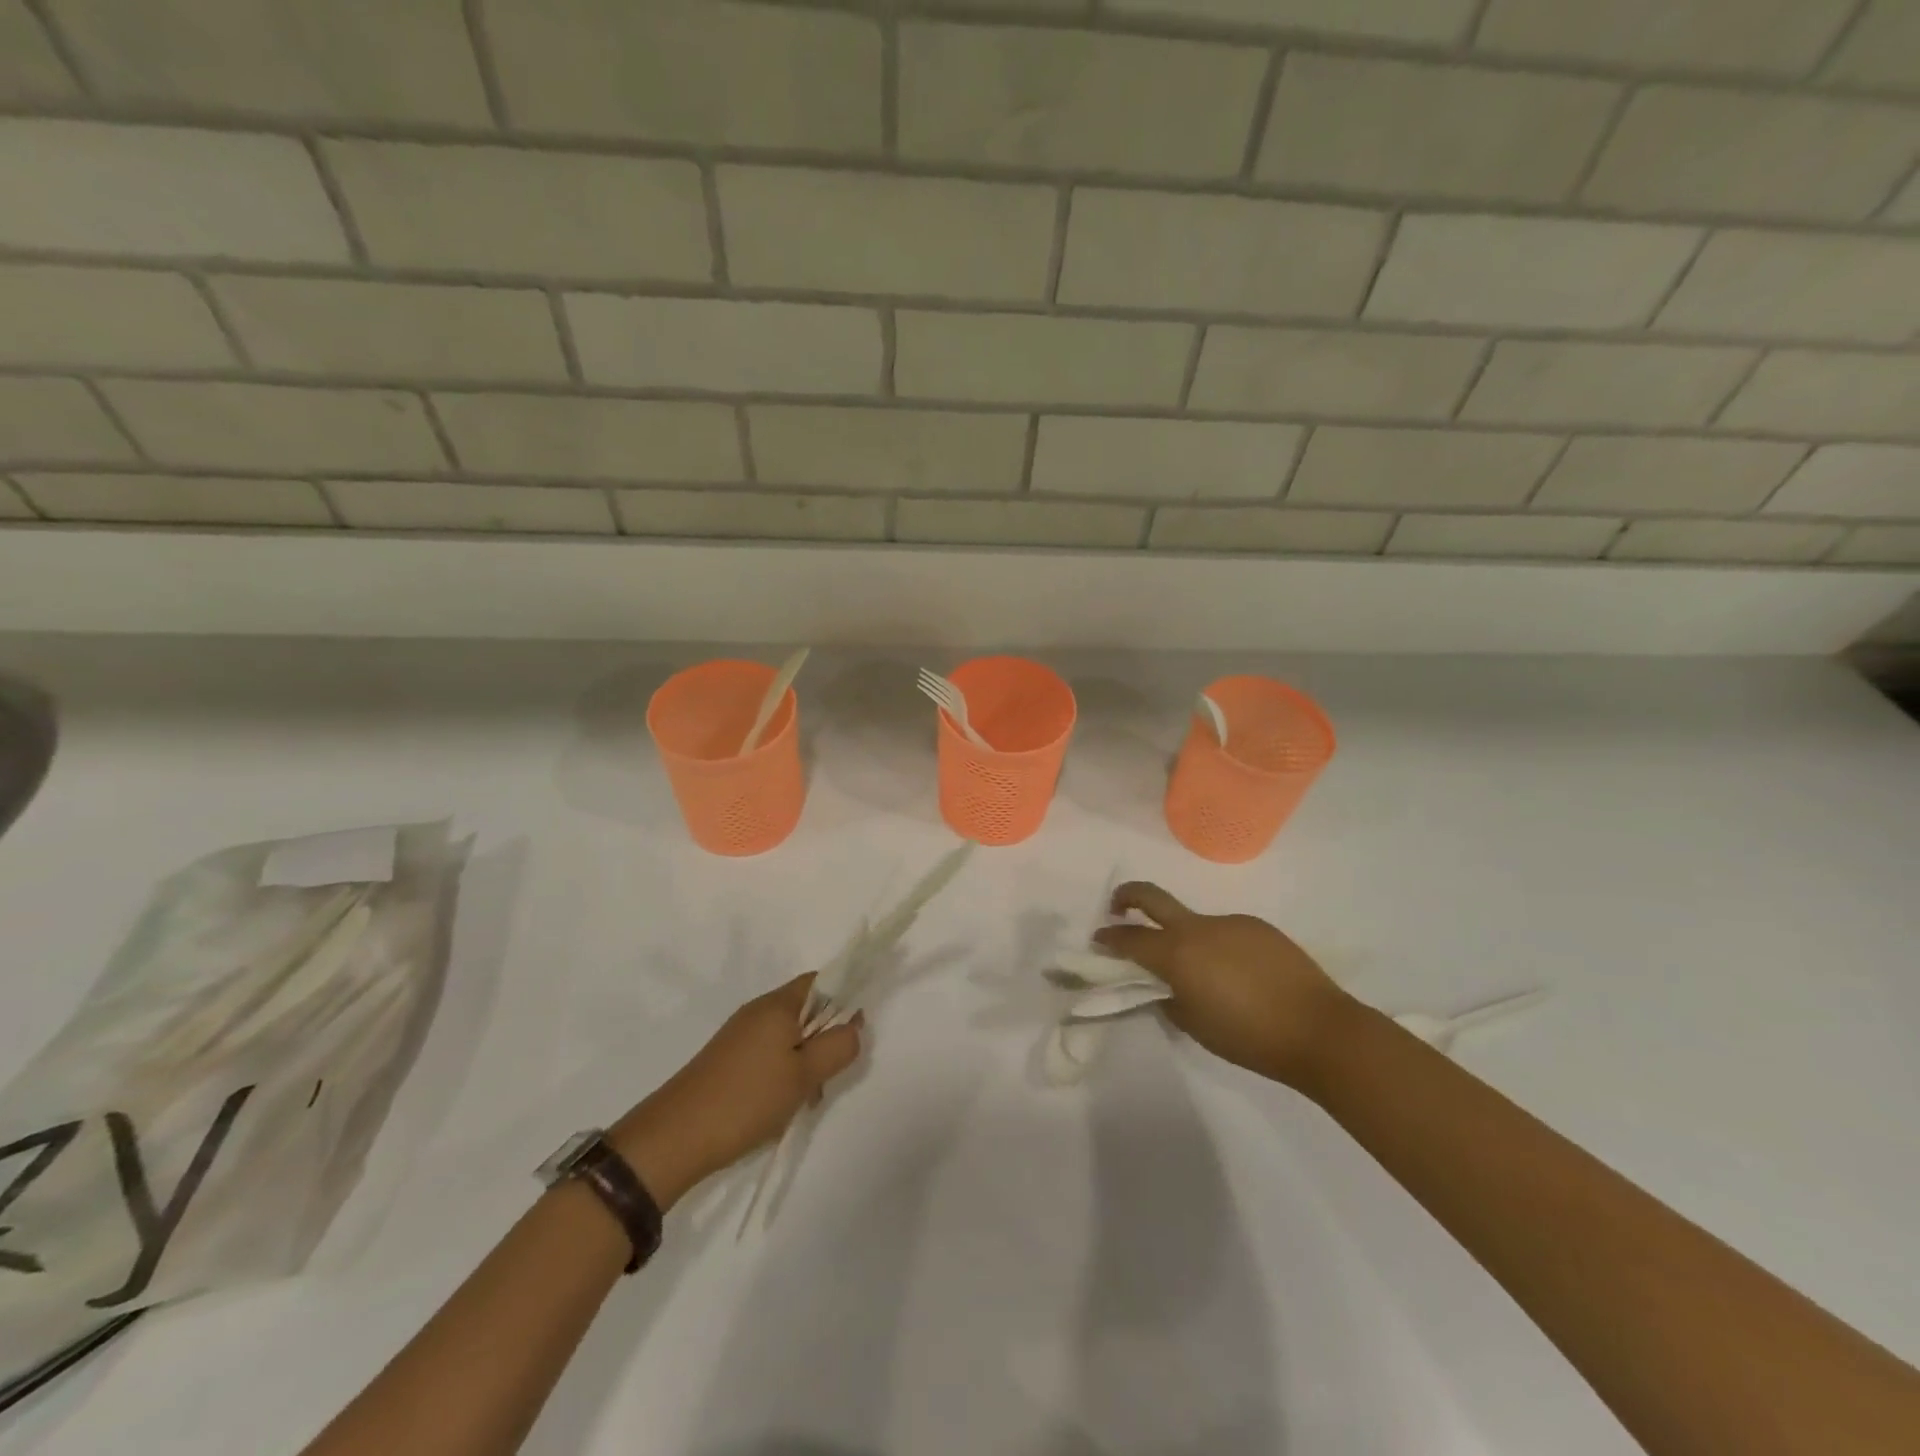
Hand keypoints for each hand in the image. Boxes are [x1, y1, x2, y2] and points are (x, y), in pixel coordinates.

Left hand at [609, 975, 862, 1208]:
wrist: (674, 1138)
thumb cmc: (747, 1099)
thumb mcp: (804, 1075)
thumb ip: (838, 1046)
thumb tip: (854, 1027)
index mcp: (777, 1004)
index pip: (822, 980)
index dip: (844, 998)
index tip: (854, 1032)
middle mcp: (758, 1011)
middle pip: (807, 1009)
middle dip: (825, 1037)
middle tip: (829, 1074)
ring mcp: (740, 1035)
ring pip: (789, 1036)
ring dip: (805, 1060)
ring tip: (805, 1098)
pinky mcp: (728, 1060)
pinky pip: (770, 1054)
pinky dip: (784, 1073)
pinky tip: (780, 1105)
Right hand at [1093, 882, 1353, 1091]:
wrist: (1319, 1030)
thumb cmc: (1249, 1037)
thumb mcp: (1195, 1026)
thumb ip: (1170, 1000)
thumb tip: (1164, 987)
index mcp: (1177, 955)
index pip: (1129, 939)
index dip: (1108, 938)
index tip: (1098, 939)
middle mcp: (1198, 928)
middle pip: (1151, 897)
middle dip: (1126, 897)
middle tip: (1117, 908)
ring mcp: (1230, 922)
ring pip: (1193, 922)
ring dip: (1183, 937)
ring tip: (1203, 974)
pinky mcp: (1257, 926)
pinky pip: (1225, 931)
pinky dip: (1218, 947)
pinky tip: (1238, 975)